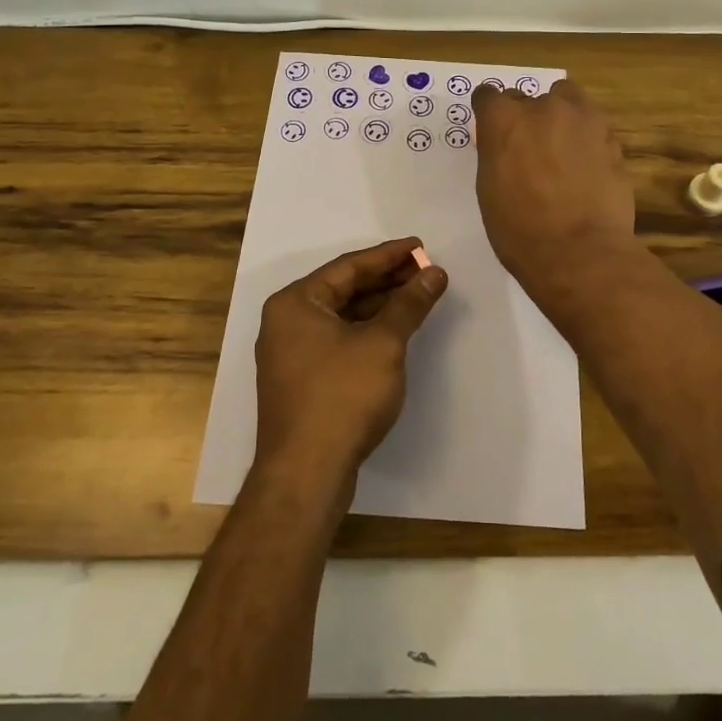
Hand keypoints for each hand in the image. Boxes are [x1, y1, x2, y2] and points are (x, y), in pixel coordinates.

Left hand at [253, 237, 448, 495]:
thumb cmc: (342, 396)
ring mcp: (291, 353)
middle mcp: (287, 322)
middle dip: (386, 280)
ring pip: (342, 316)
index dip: (388, 255)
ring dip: (379, 306)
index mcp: (295, 302)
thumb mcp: (383, 343)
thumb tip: (435, 273)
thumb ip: (409, 304)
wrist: (306, 474)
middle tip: (425, 270)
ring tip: (417, 296)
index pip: (348, 266)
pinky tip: (395, 331)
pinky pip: (338, 340)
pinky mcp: (302, 381)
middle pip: (344, 289)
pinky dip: (366, 331)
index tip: (420, 246)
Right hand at [472, 79, 636, 290]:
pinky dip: (587, 139)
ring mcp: (582, 120)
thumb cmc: (520, 230)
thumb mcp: (489, 189)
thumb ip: (496, 154)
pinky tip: (586, 167)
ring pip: (568, 99)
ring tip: (562, 148)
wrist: (580, 252)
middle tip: (530, 148)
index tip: (493, 128)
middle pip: (530, 97)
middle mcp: (543, 108)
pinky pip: (593, 127)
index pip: (488, 95)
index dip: (490, 111)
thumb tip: (506, 146)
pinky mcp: (611, 138)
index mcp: (504, 120)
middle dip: (528, 117)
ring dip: (561, 116)